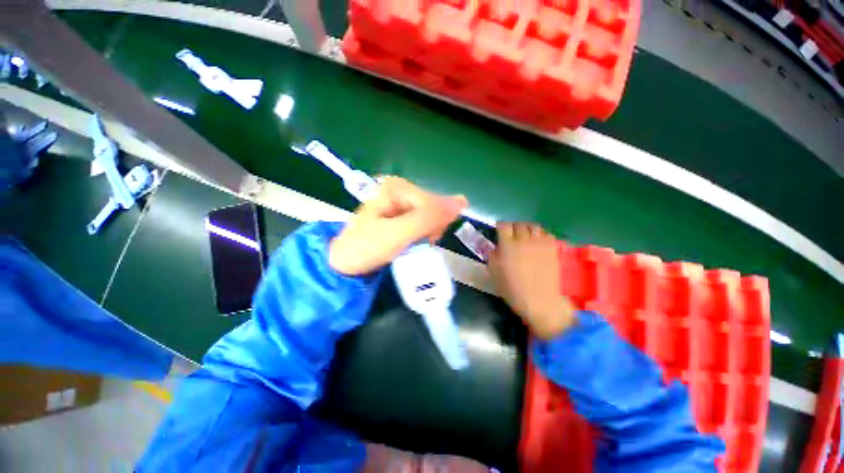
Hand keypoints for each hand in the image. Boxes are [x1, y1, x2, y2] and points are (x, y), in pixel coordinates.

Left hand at [329, 177, 467, 275]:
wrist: (343, 264)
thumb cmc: (367, 247)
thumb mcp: (399, 233)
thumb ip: (429, 218)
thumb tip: (463, 201)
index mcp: (398, 188)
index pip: (434, 203)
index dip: (435, 224)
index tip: (426, 240)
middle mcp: (401, 192)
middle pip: (433, 209)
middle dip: (430, 229)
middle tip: (416, 244)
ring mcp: (400, 205)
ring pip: (430, 218)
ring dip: (427, 235)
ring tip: (411, 246)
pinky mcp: (400, 218)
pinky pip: (423, 225)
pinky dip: (422, 237)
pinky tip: (412, 244)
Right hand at [489, 222, 575, 339]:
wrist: (539, 300)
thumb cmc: (512, 289)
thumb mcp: (494, 272)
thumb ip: (493, 256)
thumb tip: (496, 247)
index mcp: (507, 245)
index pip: (503, 226)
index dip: (500, 226)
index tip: (499, 231)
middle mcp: (524, 240)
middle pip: (518, 224)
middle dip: (513, 228)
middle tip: (512, 235)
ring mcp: (540, 243)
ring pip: (533, 226)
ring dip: (527, 229)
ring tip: (526, 237)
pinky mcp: (552, 248)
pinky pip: (547, 234)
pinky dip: (541, 235)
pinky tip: (538, 243)